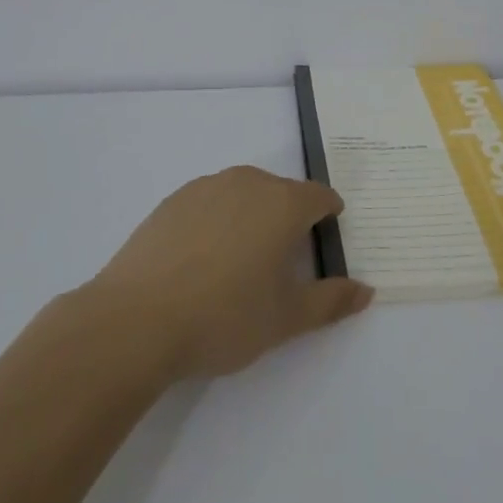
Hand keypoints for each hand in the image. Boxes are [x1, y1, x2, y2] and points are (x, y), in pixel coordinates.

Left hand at [91, 166, 373, 379]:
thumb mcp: (286, 319)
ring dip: (253, 214)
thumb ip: (330, 301)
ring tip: (243, 258)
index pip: (319, 196)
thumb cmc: (224, 317)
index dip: (329, 214)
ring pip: (244, 192)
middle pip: (281, 191)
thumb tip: (366, 290)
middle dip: (290, 215)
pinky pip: (210, 201)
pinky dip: (218, 219)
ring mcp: (206, 187)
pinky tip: (204, 257)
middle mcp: (247, 183)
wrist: (137, 319)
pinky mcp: (173, 200)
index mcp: (282, 204)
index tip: (328, 234)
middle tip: (286, 257)